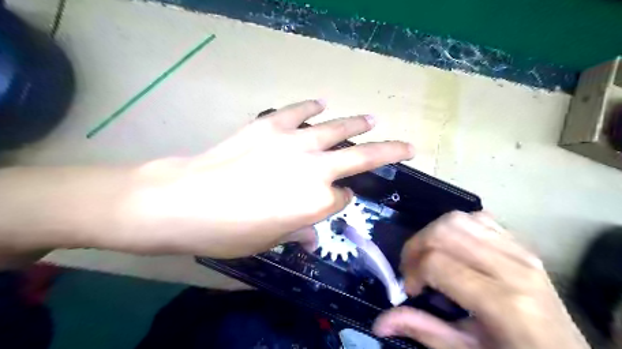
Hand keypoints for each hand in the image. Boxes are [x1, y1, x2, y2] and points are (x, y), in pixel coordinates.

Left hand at [118, 100, 414, 256]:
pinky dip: (312, 106)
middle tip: (407, 146)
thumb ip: (298, 232)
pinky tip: (321, 103)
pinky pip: (299, 111)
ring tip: (372, 119)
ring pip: (337, 128)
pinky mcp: (271, 126)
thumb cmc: (230, 231)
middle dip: (390, 151)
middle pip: (362, 157)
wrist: (186, 201)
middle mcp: (316, 169)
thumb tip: (311, 234)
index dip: (342, 200)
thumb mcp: (269, 241)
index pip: (343, 198)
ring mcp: (295, 142)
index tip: (337, 200)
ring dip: (358, 123)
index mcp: (318, 203)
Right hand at [371, 211, 588, 347]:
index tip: (410, 290)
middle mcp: (514, 267)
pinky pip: (478, 218)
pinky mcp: (521, 244)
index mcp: (504, 303)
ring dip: (432, 234)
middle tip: (413, 270)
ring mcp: (521, 251)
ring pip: (458, 219)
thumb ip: (422, 329)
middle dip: (416, 247)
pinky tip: (453, 248)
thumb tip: (379, 321)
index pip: (438, 263)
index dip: (413, 271)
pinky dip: (455, 227)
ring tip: (429, 257)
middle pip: (444, 232)